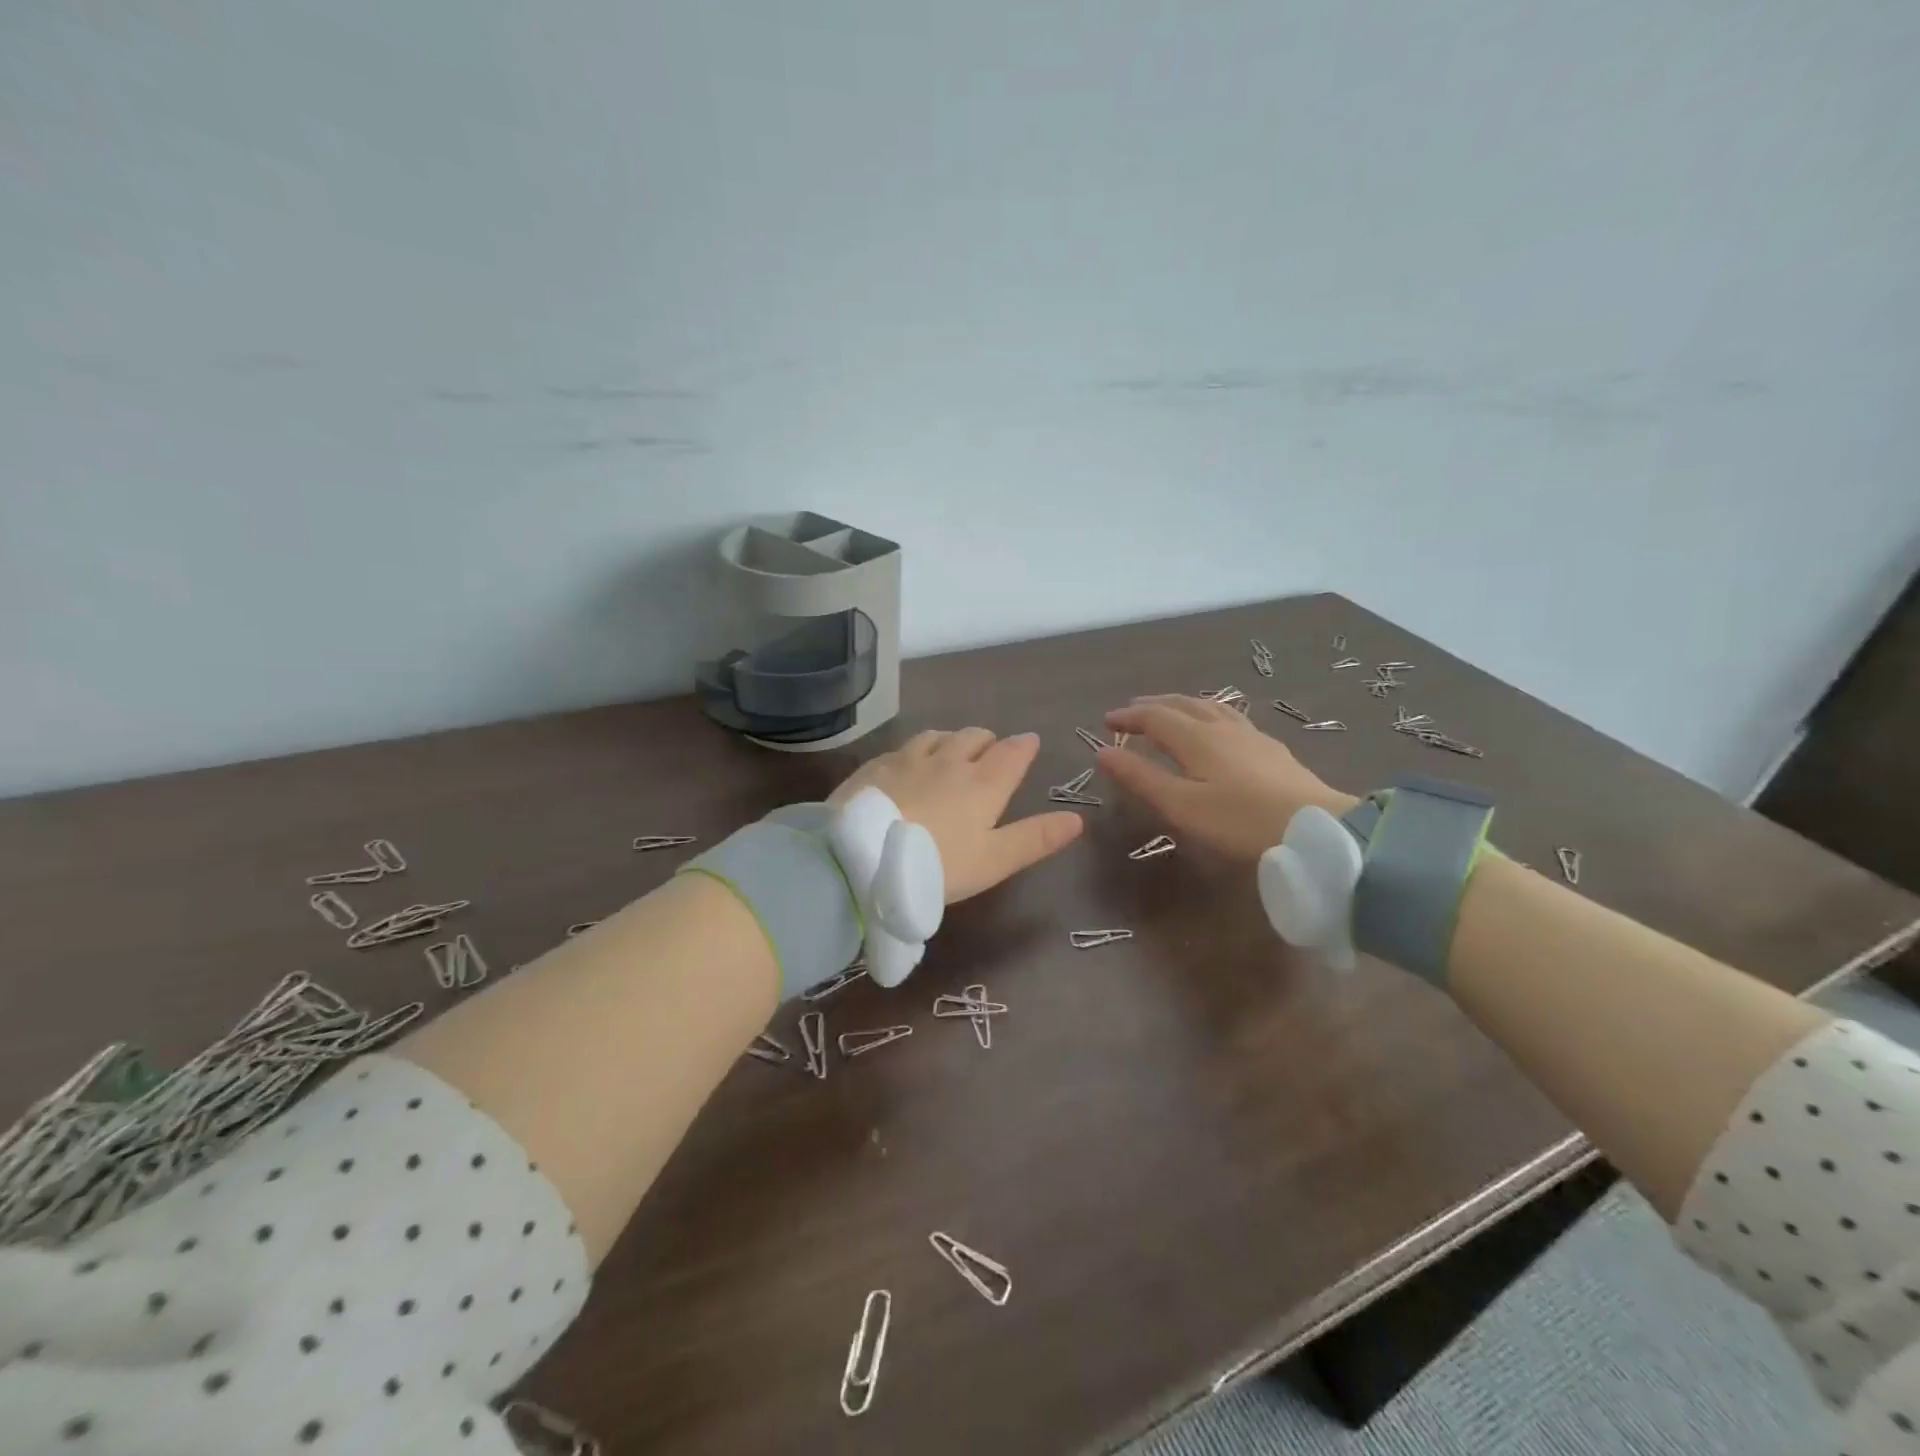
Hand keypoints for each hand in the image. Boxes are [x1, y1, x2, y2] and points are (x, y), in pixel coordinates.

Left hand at [830, 729, 1083, 902]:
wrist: (860, 859)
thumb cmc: (936, 866)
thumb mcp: (993, 861)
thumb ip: (1035, 839)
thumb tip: (1077, 819)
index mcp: (982, 784)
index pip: (1011, 753)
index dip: (1024, 746)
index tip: (1029, 743)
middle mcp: (948, 761)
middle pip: (974, 737)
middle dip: (987, 740)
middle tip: (990, 751)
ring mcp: (908, 759)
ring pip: (938, 736)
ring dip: (951, 740)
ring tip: (951, 752)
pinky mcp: (876, 766)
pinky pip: (903, 747)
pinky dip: (916, 750)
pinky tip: (908, 763)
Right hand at [1098, 696, 1357, 859]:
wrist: (1316, 831)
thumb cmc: (1239, 821)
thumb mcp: (1181, 806)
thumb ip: (1141, 778)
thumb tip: (1103, 752)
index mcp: (1196, 738)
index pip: (1155, 716)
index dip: (1129, 717)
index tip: (1107, 721)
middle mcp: (1222, 727)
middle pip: (1183, 704)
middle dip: (1153, 705)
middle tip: (1132, 711)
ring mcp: (1251, 736)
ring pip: (1210, 707)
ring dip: (1182, 705)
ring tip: (1170, 710)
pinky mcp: (1272, 750)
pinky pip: (1231, 717)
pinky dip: (1209, 714)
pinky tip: (1218, 728)